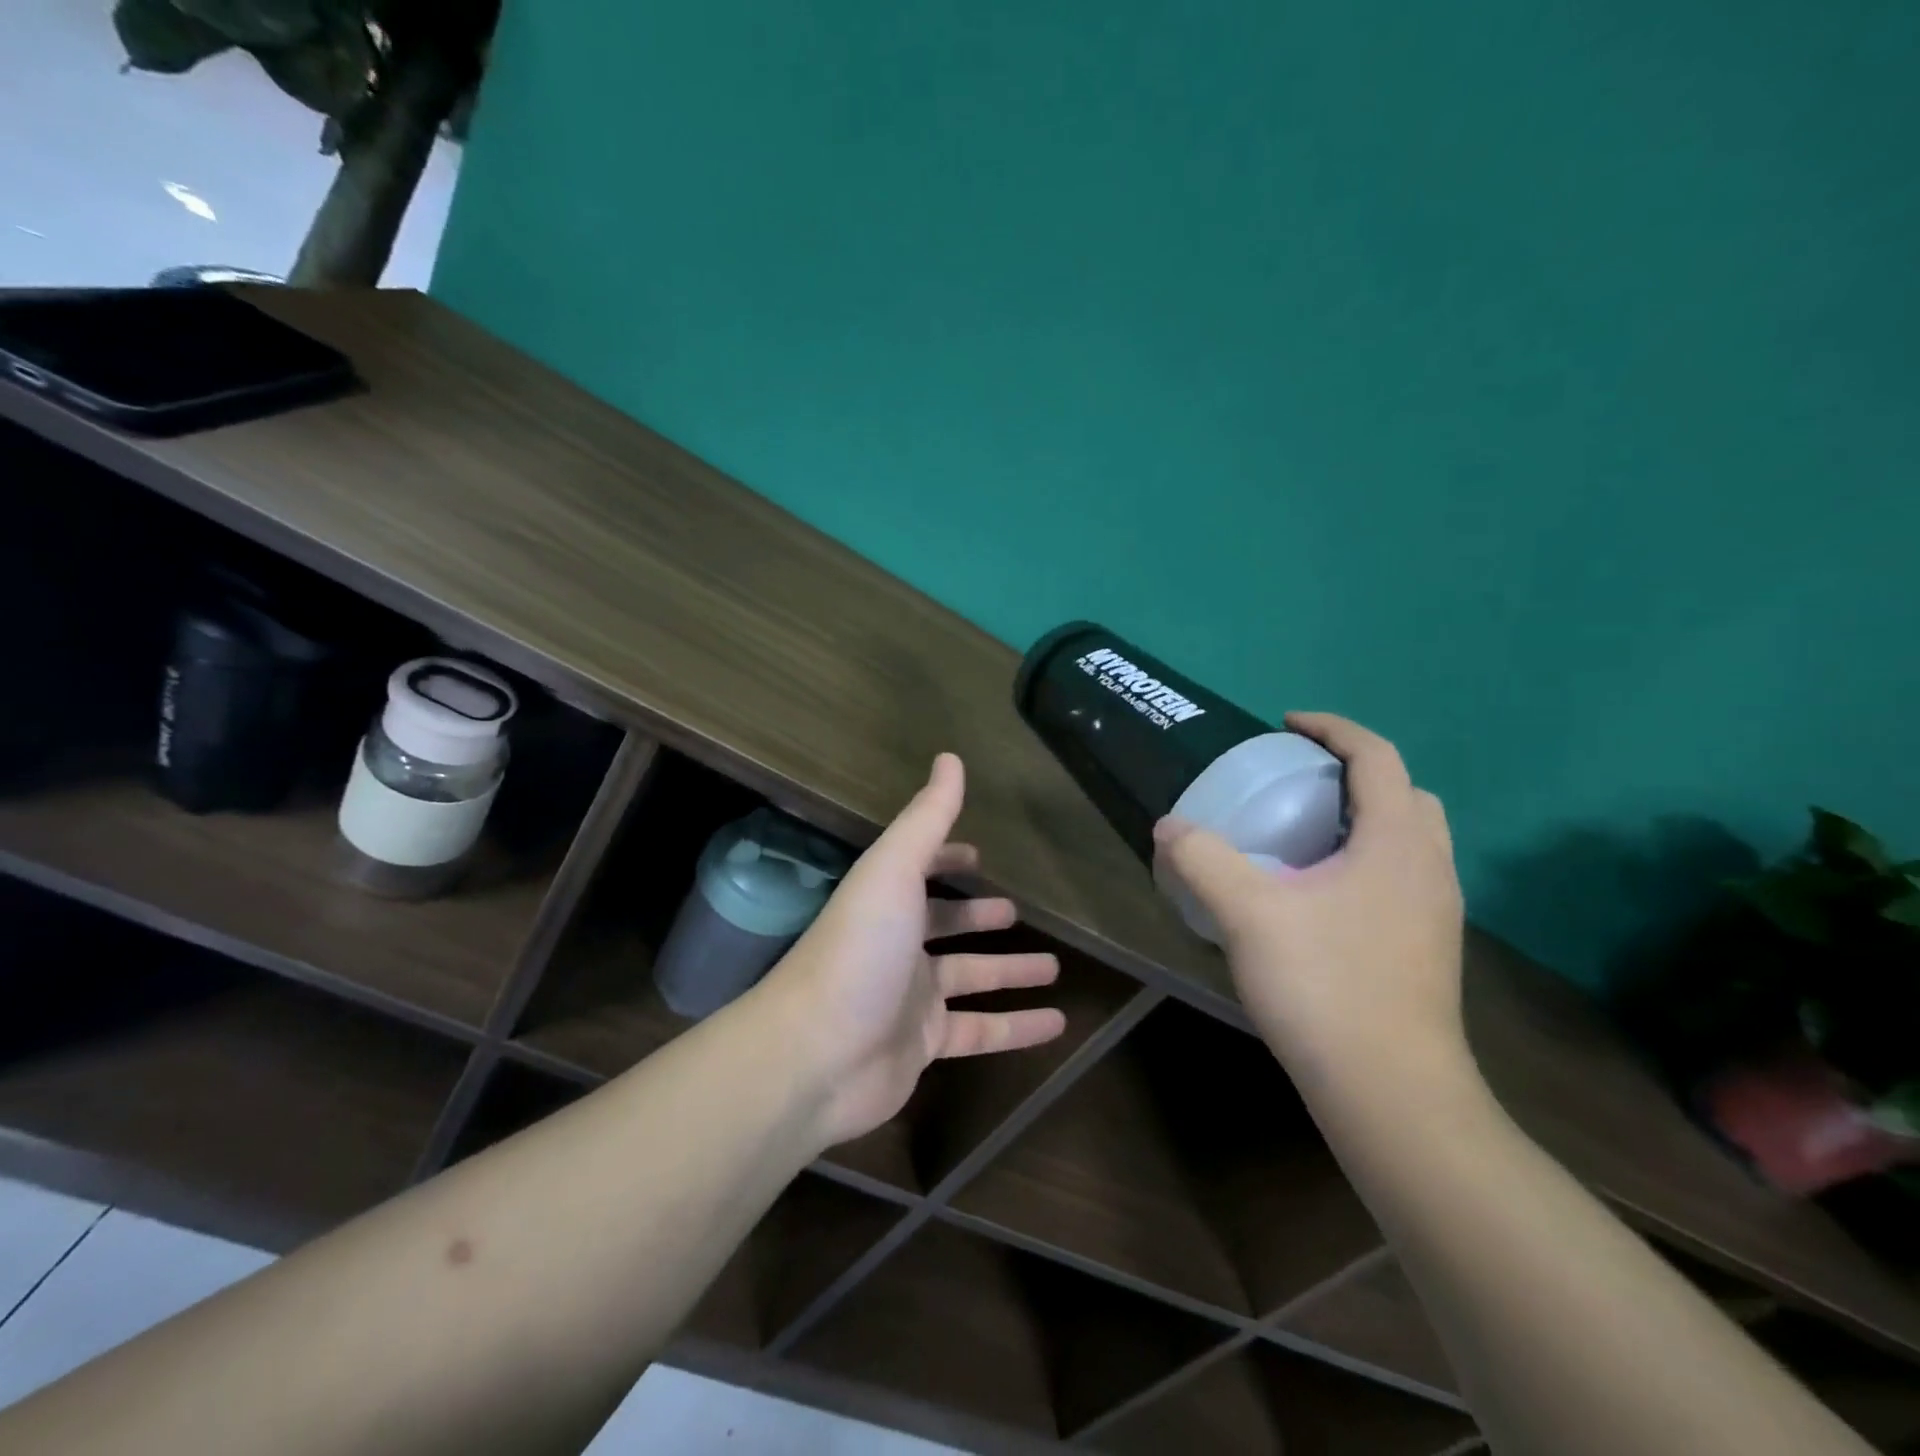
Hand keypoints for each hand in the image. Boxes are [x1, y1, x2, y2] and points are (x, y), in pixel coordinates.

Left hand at [759, 753, 1066, 1147]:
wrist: (815, 1056)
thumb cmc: (859, 950)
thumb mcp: (894, 871)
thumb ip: (927, 818)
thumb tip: (950, 757)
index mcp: (886, 901)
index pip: (920, 872)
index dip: (946, 859)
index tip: (977, 855)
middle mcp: (897, 946)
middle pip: (946, 926)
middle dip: (979, 918)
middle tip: (1017, 913)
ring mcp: (910, 999)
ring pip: (971, 980)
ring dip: (1010, 972)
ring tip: (1054, 967)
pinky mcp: (925, 1047)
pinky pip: (981, 1032)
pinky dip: (1017, 1028)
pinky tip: (1058, 1024)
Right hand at [1153, 712, 1466, 1082]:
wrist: (1392, 1093)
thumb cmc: (1326, 987)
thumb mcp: (1249, 913)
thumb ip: (1203, 859)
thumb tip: (1169, 826)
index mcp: (1398, 842)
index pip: (1377, 757)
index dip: (1333, 729)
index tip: (1287, 725)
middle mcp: (1430, 867)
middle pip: (1405, 794)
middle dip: (1356, 773)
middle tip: (1300, 781)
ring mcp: (1437, 912)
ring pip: (1409, 839)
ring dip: (1365, 818)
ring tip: (1306, 833)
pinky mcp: (1429, 949)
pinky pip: (1402, 877)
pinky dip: (1367, 859)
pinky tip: (1320, 895)